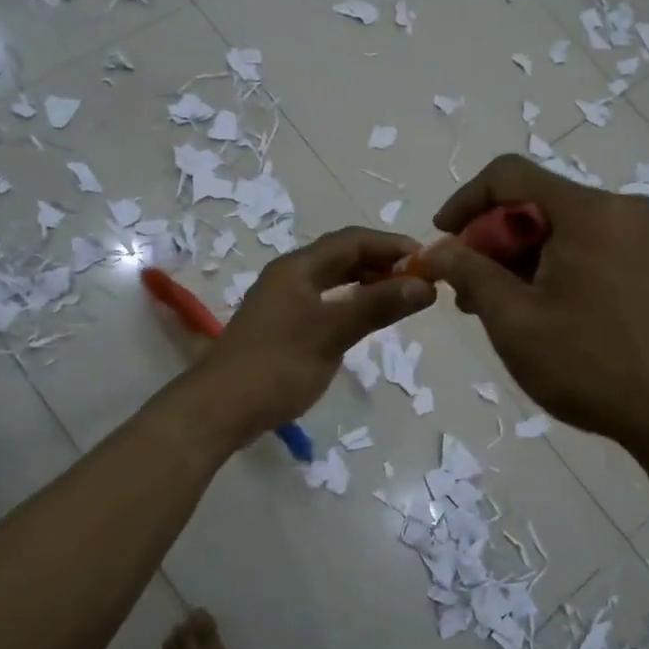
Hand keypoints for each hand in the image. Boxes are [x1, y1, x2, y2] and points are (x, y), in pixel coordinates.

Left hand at [197, 227, 435, 442]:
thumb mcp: (332, 333)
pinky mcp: (280, 325)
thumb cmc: (278, 366)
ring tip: (398, 297)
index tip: (427, 259)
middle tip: (417, 280)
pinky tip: (363, 319)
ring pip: (331, 279)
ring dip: (365, 282)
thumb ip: (377, 306)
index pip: (352, 240)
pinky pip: (323, 300)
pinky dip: (349, 302)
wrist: (220, 408)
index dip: (391, 245)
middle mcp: (288, 275)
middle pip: (341, 256)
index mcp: (298, 267)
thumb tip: (424, 285)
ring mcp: (282, 301)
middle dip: (380, 262)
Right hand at [418, 155, 648, 453]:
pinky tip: (539, 312)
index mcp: (590, 210)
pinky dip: (553, 270)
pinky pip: (589, 250)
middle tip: (465, 290)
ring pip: (562, 231)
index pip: (509, 174)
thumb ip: (469, 273)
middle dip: (491, 241)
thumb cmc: (592, 364)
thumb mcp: (515, 320)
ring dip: (520, 260)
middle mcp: (623, 210)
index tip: (440, 240)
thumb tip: (435, 250)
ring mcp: (646, 239)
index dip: (464, 201)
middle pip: (537, 204)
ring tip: (494, 309)